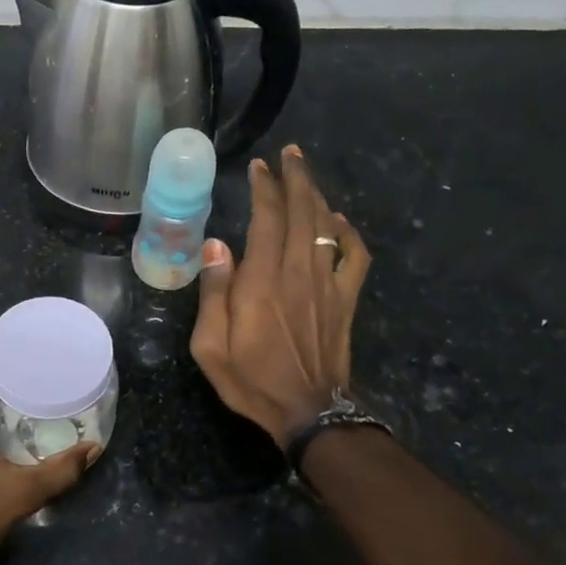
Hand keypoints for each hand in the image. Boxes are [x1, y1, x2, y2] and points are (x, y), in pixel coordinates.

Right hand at [191, 144, 370, 446]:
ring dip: (316, 195)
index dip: (264, 187)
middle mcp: (298, 272)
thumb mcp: (210, 346)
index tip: (258, 167)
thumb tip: (215, 245)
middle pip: (302, 211)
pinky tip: (337, 221)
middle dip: (295, 177)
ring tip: (305, 174)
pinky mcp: (346, 299)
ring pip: (326, 226)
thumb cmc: (251, 380)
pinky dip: (348, 232)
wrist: (308, 412)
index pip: (267, 218)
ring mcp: (327, 284)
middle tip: (289, 153)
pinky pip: (355, 256)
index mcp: (262, 281)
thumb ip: (213, 293)